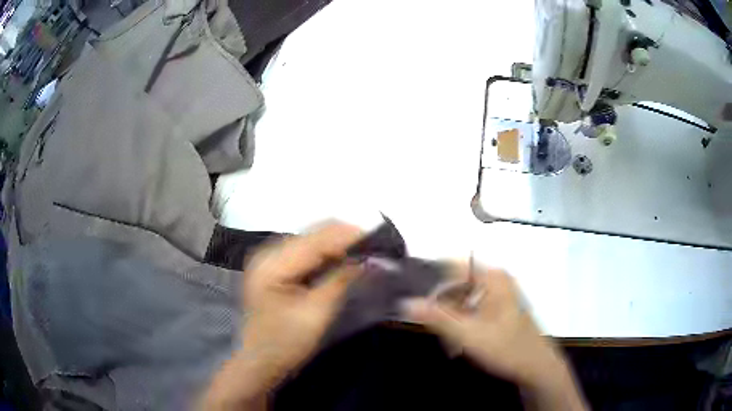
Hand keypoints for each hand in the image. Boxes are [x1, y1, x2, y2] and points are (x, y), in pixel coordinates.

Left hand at [203, 223, 362, 409]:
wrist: (259, 361)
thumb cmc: (285, 343)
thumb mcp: (316, 314)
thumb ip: (340, 281)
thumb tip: (368, 259)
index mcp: (272, 264)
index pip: (316, 239)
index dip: (348, 236)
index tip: (378, 240)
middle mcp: (267, 253)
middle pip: (313, 234)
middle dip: (344, 240)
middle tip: (373, 251)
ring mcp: (269, 259)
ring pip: (311, 241)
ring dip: (337, 247)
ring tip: (362, 256)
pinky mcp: (275, 268)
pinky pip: (306, 253)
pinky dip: (326, 256)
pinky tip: (342, 264)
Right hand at [403, 266, 587, 410]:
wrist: (536, 366)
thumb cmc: (506, 348)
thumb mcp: (468, 335)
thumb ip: (436, 318)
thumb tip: (407, 302)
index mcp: (492, 277)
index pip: (452, 263)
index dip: (429, 275)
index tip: (412, 292)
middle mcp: (497, 279)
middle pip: (457, 281)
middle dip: (440, 302)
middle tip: (428, 323)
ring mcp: (501, 292)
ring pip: (464, 295)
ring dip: (450, 314)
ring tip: (446, 337)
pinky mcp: (501, 306)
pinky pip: (473, 305)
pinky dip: (462, 319)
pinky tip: (458, 339)